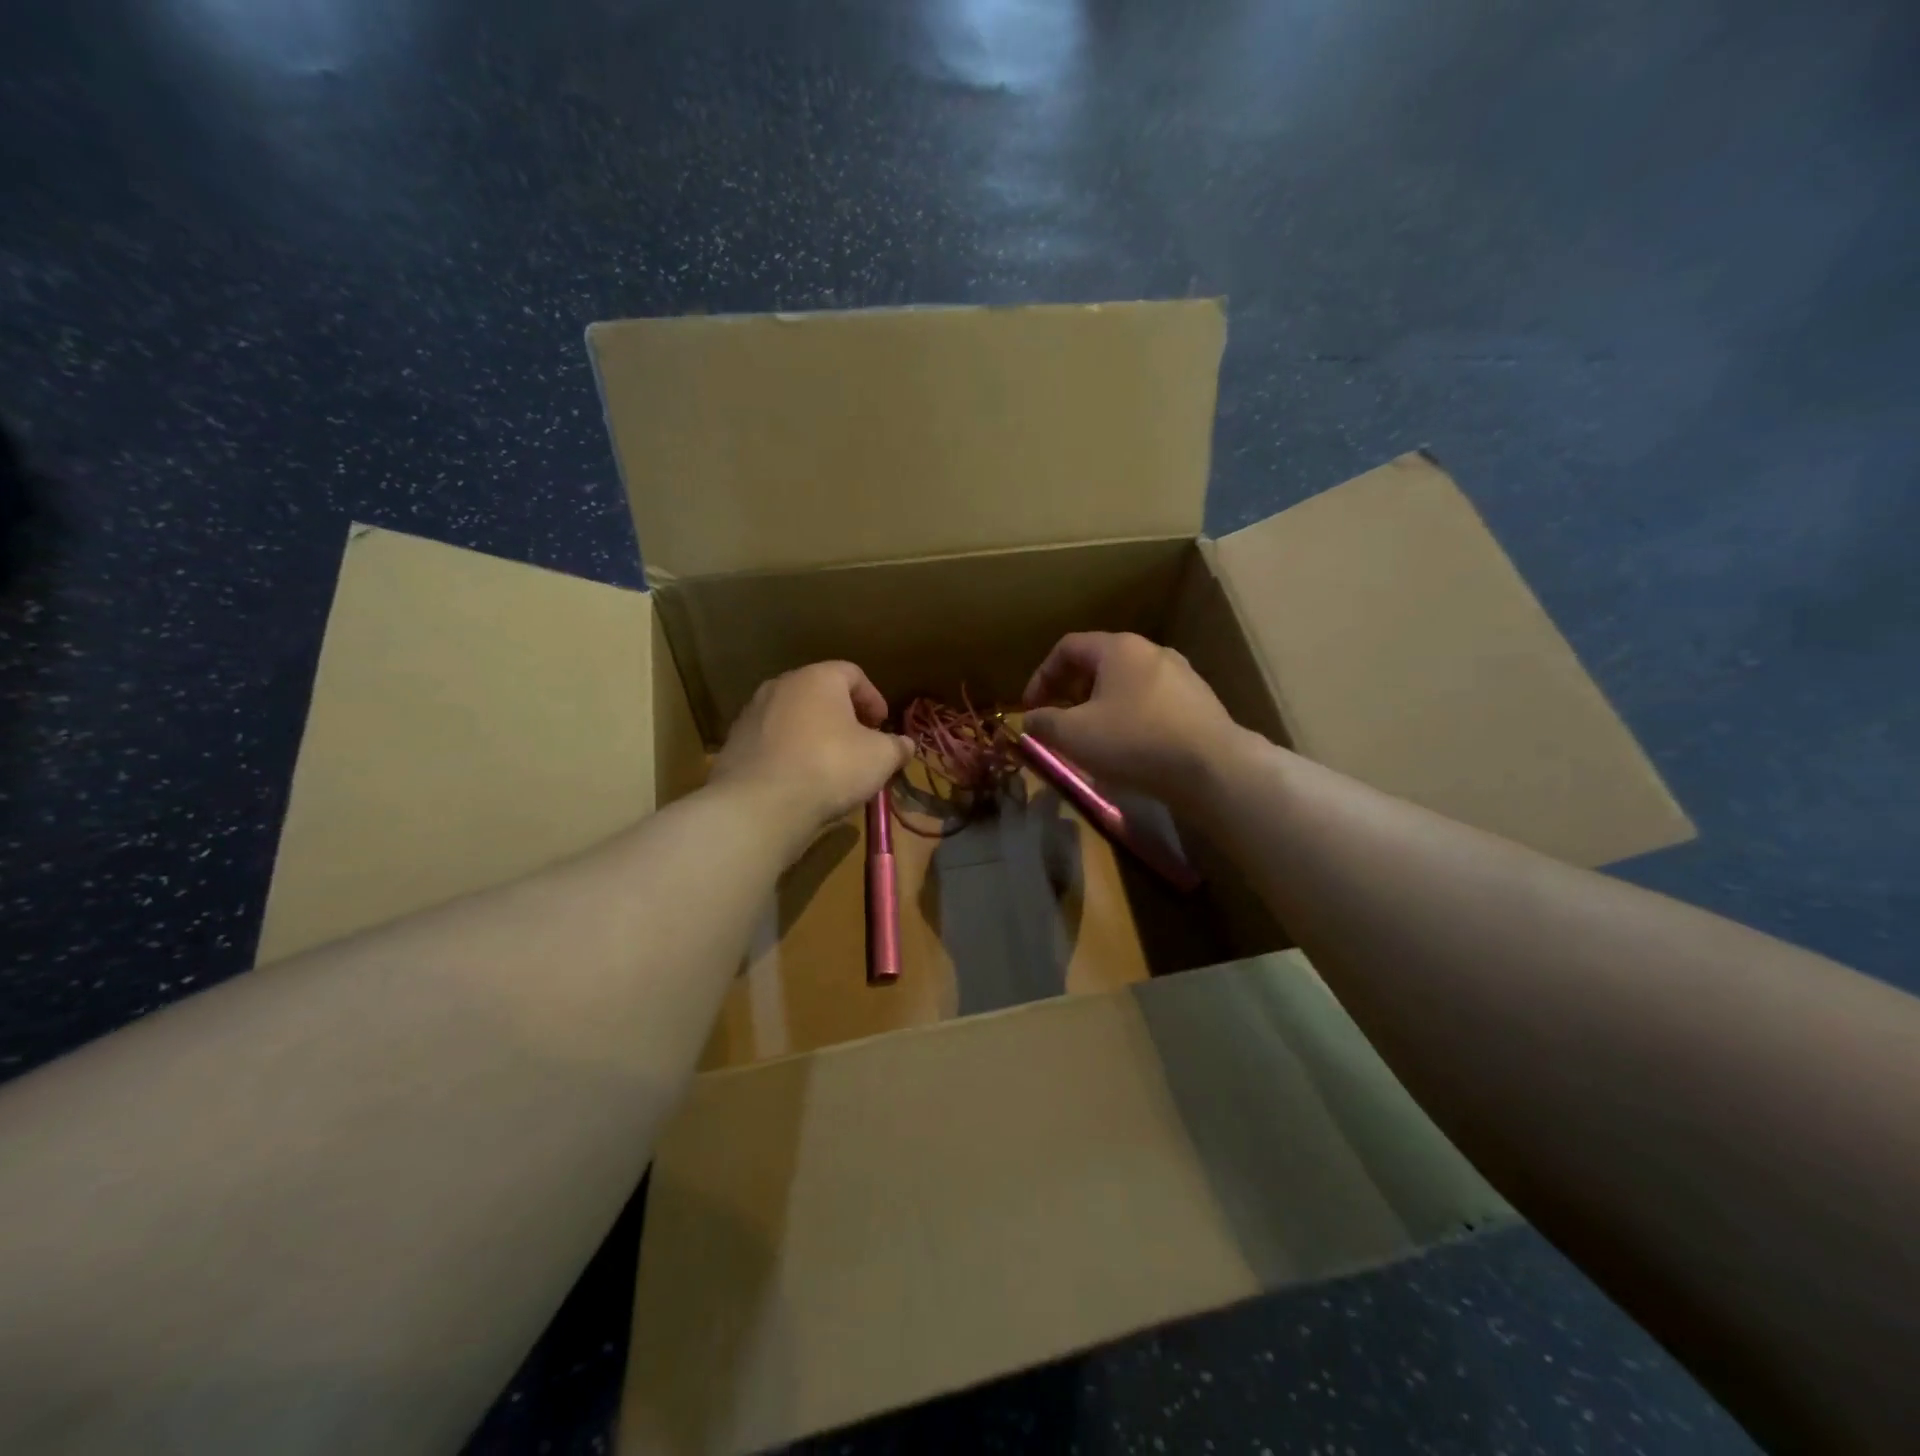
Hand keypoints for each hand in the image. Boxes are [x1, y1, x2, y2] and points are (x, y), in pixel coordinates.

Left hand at [710, 662, 911, 834]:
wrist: (760, 804)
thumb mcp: (880, 758)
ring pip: (793, 716)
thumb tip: (906, 744)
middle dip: (843, 715)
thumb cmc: (830, 767)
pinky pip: (771, 741)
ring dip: (813, 734)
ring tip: (829, 764)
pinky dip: (789, 753)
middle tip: (859, 742)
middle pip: (819, 693)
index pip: (852, 673)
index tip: (882, 725)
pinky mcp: (734, 744)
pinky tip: (799, 779)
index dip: (873, 698)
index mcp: (818, 678)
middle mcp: (781, 686)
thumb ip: (897, 747)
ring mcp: (752, 713)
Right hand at [1021, 632, 1244, 807]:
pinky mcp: (1200, 702)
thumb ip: (1043, 723)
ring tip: (1093, 738)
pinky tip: (1131, 748)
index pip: (1068, 648)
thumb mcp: (1073, 735)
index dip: (1041, 676)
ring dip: (1102, 706)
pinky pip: (1153, 703)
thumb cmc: (1134, 741)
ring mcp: (1181, 675)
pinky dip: (1131, 718)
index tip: (1031, 709)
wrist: (1212, 768)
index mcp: (1118, 648)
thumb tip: (1029, 719)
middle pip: (1099, 664)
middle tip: (1060, 722)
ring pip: (1127, 684)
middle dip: (1071, 692)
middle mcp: (1152, 652)